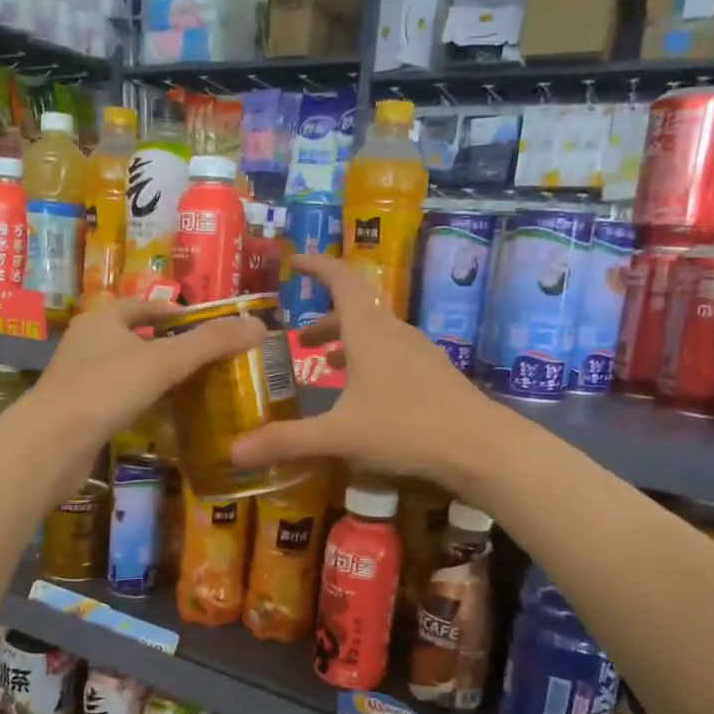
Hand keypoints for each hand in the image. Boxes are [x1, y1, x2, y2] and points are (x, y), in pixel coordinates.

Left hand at [35, 297, 262, 456]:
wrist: (52, 444)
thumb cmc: (107, 389)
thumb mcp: (165, 361)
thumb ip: (211, 343)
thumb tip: (259, 326)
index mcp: (102, 319)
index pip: (143, 305)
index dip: (174, 311)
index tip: (204, 325)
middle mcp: (86, 342)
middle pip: (133, 336)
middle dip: (166, 345)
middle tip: (203, 359)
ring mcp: (78, 379)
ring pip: (124, 369)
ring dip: (152, 375)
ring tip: (188, 387)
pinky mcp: (77, 412)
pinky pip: (116, 399)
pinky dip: (138, 402)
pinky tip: (159, 416)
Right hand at [229, 255, 493, 490]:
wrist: (481, 447)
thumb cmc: (405, 428)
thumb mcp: (339, 436)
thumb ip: (286, 441)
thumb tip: (233, 452)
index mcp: (369, 332)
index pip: (341, 280)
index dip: (316, 266)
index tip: (293, 261)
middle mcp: (395, 334)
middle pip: (356, 311)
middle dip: (324, 320)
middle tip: (298, 340)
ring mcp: (419, 354)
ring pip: (375, 335)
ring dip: (346, 344)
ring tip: (323, 366)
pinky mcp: (433, 376)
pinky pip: (392, 356)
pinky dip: (367, 363)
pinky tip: (362, 397)